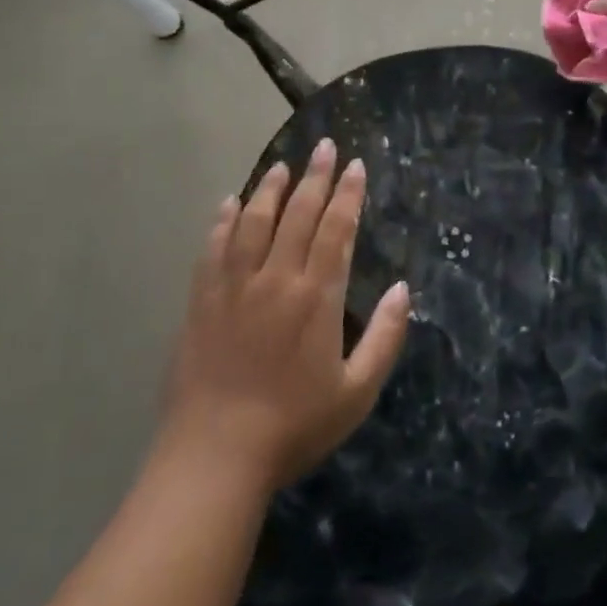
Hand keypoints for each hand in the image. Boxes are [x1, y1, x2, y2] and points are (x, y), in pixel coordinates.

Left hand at [158, 140, 409, 491]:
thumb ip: (386, 338)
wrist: (215, 457)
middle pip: (298, 215)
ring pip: (254, 222)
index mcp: (317, 297)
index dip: (348, 195)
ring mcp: (234, 287)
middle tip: (325, 147)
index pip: (336, 230)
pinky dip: (223, 222)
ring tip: (282, 165)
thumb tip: (404, 289)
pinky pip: (213, 249)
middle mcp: (276, 279)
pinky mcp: (202, 302)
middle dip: (316, 177)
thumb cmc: (294, 427)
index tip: (356, 166)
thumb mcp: (357, 392)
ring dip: (270, 189)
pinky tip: (229, 203)